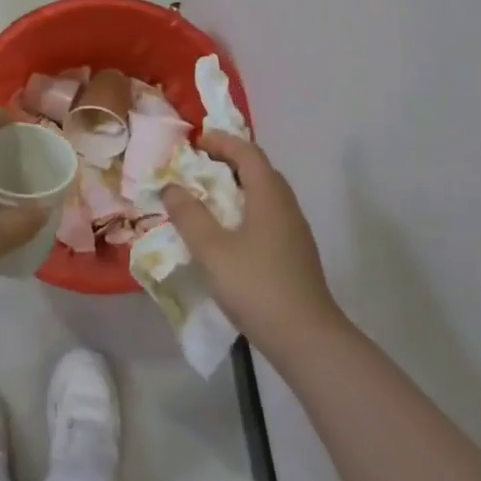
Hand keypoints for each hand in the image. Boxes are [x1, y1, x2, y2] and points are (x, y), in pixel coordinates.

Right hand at [160, 132, 347, 361]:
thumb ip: (189, 215)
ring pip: (265, 194)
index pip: (247, 152)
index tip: (195, 142)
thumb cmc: (257, 286)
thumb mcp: (212, 250)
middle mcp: (286, 205)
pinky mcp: (295, 253)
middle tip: (197, 167)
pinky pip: (268, 215)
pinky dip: (245, 210)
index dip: (221, 141)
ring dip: (237, 188)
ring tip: (207, 199)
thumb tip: (172, 187)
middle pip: (259, 169)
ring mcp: (295, 231)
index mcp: (269, 195)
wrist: (308, 338)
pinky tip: (228, 234)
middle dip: (228, 162)